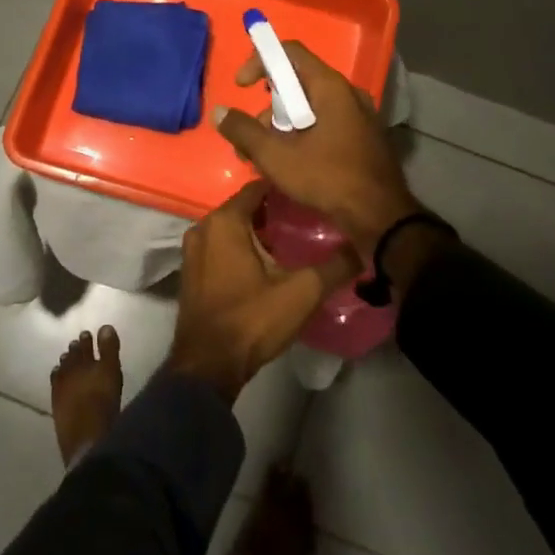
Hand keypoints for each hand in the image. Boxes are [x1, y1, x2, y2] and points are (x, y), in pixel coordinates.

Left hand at [167, 182, 355, 402]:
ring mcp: (193, 251)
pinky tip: (267, 265)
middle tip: (306, 221)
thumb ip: (334, 266)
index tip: (309, 197)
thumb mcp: (301, 292)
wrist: (208, 366)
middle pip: (244, 208)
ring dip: (257, 233)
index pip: (257, 188)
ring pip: (232, 229)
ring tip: (292, 242)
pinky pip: (220, 247)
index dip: (284, 190)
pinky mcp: (192, 272)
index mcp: (224, 221)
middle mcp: (203, 227)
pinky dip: (241, 249)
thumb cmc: (252, 319)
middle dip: (273, 212)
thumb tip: (361, 248)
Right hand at [214, 42, 419, 252]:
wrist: (381, 218)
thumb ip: (244, 131)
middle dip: (268, 106)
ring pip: (310, 106)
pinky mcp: (362, 137)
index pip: (290, 52)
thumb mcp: (276, 157)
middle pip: (298, 82)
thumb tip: (219, 113)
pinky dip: (302, 135)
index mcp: (330, 87)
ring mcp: (358, 115)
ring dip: (282, 126)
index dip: (260, 61)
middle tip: (252, 136)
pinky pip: (325, 123)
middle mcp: (347, 93)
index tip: (242, 87)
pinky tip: (290, 164)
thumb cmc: (328, 178)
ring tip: (266, 159)